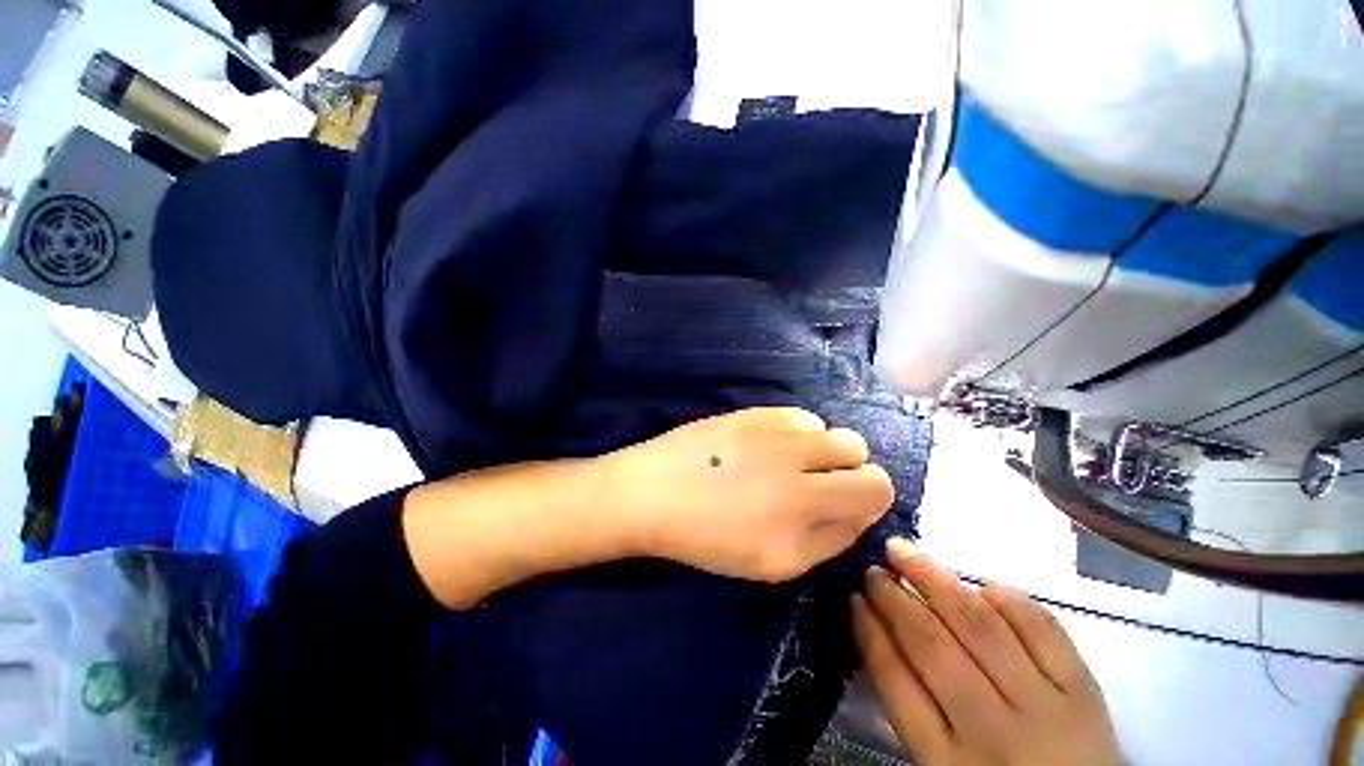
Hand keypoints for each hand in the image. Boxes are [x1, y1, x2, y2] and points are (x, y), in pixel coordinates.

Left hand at [604, 407, 894, 581]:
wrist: (653, 495)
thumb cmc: (709, 538)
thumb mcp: (775, 564)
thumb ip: (829, 539)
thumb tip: (859, 509)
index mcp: (804, 515)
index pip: (877, 491)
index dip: (868, 497)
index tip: (843, 503)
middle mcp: (797, 469)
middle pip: (861, 454)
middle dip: (851, 471)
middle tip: (817, 483)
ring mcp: (773, 435)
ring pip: (832, 431)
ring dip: (823, 450)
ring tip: (791, 463)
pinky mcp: (753, 413)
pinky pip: (801, 416)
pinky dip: (798, 432)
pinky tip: (772, 445)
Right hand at [853, 540, 1123, 765]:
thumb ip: (909, 708)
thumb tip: (877, 634)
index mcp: (949, 763)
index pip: (896, 681)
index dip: (869, 631)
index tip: (854, 598)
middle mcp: (993, 731)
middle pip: (932, 646)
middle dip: (894, 598)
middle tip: (874, 568)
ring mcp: (1044, 706)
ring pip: (981, 626)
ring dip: (935, 580)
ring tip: (906, 553)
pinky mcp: (1084, 689)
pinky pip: (1042, 628)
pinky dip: (1007, 599)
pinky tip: (981, 585)